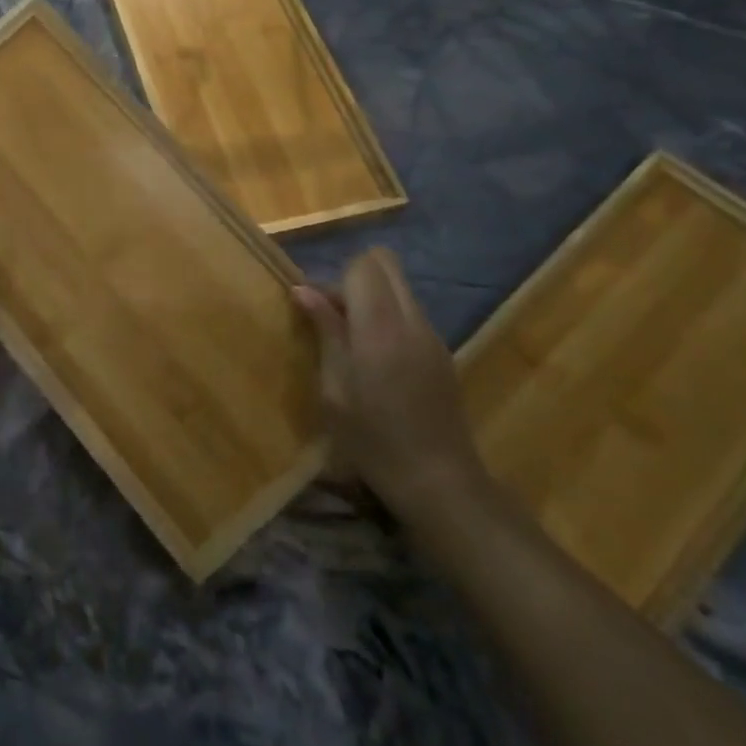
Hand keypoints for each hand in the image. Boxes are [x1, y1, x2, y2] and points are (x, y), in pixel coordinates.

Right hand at [294, 249, 490, 523]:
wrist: (439, 482)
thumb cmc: (373, 441)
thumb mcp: (335, 390)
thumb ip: (325, 332)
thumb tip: (303, 290)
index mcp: (380, 328)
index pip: (361, 266)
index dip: (334, 280)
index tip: (315, 310)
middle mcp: (411, 320)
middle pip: (385, 263)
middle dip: (355, 277)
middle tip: (335, 315)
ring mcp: (432, 335)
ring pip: (399, 286)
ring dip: (372, 297)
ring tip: (352, 339)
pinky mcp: (442, 351)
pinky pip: (411, 311)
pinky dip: (389, 316)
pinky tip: (378, 359)